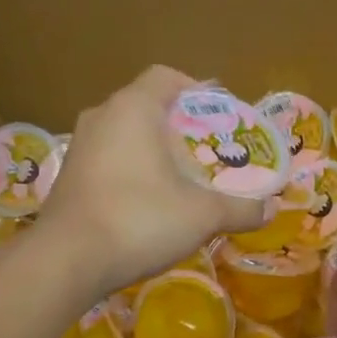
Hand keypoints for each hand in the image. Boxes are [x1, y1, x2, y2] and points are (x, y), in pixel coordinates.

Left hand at [35, 66, 264, 300]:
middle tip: (205, 149)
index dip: (196, 89)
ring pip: (123, 133)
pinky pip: (107, 158)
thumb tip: (270, 210)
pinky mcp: (67, 175)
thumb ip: (239, 209)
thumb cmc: (139, 219)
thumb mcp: (202, 215)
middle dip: (177, 124)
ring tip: (180, 176)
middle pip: (145, 105)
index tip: (217, 114)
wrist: (66, 260)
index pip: (166, 77)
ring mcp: (79, 146)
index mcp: (133, 108)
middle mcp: (101, 116)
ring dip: (151, 148)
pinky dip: (129, 169)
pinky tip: (147, 201)